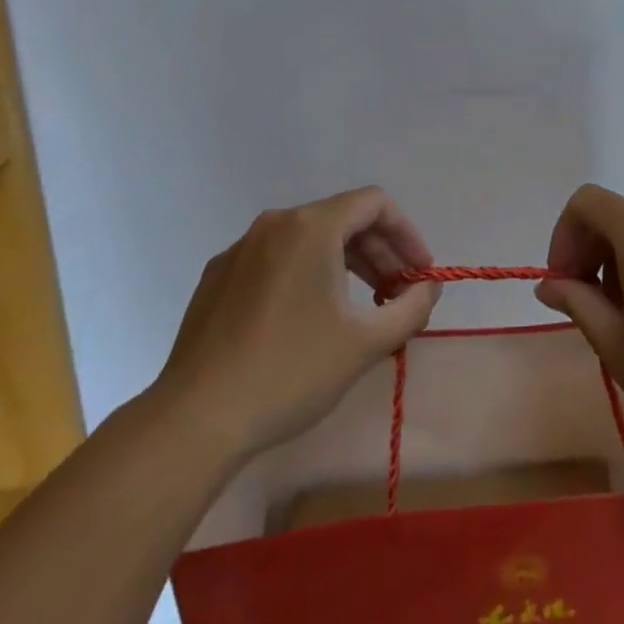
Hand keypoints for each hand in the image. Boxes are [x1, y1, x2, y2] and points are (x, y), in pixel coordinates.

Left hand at [151, 187, 441, 459]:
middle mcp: (275, 224)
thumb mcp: (365, 343)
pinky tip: (308, 322)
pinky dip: (306, 277)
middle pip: (342, 220)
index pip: (375, 204)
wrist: (195, 420)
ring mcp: (240, 249)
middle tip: (399, 296)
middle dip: (379, 254)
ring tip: (361, 310)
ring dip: (345, 266)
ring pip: (308, 241)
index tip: (421, 274)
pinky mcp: (217, 278)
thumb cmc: (290, 372)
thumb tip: (428, 287)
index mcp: (312, 226)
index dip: (407, 234)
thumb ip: (411, 307)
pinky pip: (276, 261)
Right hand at [536, 185, 623, 477]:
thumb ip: (579, 303)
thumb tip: (551, 285)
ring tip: (623, 321)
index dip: (565, 235)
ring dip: (620, 263)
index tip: (564, 283)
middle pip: (617, 216)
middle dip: (590, 251)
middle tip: (586, 305)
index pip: (588, 202)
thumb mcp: (617, 347)